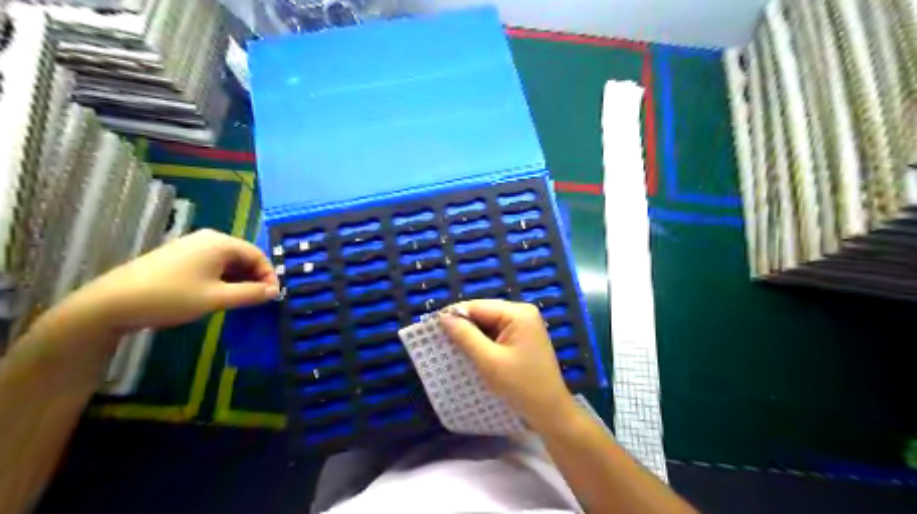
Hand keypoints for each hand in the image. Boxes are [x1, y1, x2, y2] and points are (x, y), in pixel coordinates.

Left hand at [63, 226, 278, 332]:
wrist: (111, 303)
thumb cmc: (171, 297)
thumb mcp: (217, 298)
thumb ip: (251, 294)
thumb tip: (274, 291)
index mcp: (220, 243)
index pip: (258, 255)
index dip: (269, 275)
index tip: (272, 296)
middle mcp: (208, 238)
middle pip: (244, 256)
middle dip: (254, 277)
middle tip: (258, 300)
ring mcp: (191, 246)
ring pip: (228, 261)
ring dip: (239, 279)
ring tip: (240, 300)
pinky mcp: (179, 256)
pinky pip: (212, 264)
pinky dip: (223, 278)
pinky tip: (219, 294)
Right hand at [441, 301, 575, 430]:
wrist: (550, 411)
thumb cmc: (521, 386)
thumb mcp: (488, 361)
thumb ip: (465, 336)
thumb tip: (444, 318)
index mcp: (518, 313)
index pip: (478, 306)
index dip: (455, 315)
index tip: (432, 328)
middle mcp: (522, 313)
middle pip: (484, 313)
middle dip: (463, 326)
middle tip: (440, 340)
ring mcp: (524, 325)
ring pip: (488, 324)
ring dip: (472, 336)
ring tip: (452, 348)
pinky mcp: (522, 338)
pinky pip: (496, 334)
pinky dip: (483, 342)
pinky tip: (471, 353)